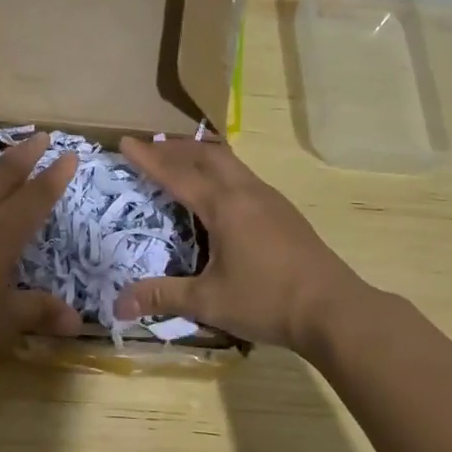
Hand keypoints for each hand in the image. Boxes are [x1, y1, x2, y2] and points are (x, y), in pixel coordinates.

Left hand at [0, 132, 82, 366]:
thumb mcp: (2, 320)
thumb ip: (38, 313)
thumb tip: (76, 323)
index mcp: (3, 232)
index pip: (36, 196)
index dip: (55, 176)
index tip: (70, 154)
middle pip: (5, 175)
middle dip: (26, 154)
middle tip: (41, 135)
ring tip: (8, 165)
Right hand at [112, 137, 366, 356]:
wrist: (334, 309)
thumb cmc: (267, 301)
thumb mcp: (209, 301)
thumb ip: (163, 297)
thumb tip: (118, 306)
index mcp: (224, 206)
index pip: (177, 174)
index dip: (149, 158)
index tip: (125, 142)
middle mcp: (246, 193)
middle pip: (208, 154)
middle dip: (176, 147)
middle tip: (151, 148)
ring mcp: (270, 200)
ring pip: (230, 163)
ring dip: (202, 156)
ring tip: (182, 163)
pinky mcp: (285, 213)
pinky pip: (244, 177)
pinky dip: (221, 173)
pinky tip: (220, 196)